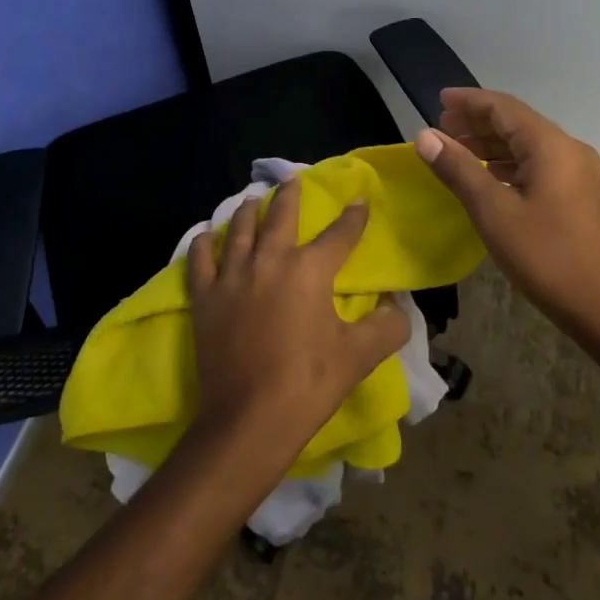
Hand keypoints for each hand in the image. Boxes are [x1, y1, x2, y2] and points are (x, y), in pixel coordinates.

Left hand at [186, 180, 408, 474]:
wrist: (249, 420)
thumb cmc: (308, 384)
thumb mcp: (359, 356)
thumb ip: (388, 325)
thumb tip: (398, 304)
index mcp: (310, 270)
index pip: (339, 234)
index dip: (353, 217)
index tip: (359, 201)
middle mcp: (270, 260)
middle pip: (282, 216)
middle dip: (290, 195)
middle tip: (293, 180)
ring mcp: (232, 276)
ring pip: (240, 229)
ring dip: (248, 210)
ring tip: (252, 199)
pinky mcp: (205, 296)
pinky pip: (201, 259)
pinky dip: (203, 242)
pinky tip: (206, 234)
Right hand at [414, 87, 599, 334]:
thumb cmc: (546, 256)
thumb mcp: (493, 212)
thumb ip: (458, 169)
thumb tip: (424, 135)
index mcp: (550, 145)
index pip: (503, 107)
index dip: (469, 101)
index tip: (438, 100)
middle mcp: (568, 149)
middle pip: (516, 122)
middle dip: (477, 122)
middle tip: (441, 127)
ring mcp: (578, 172)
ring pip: (527, 144)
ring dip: (491, 143)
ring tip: (456, 149)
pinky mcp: (580, 194)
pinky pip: (538, 163)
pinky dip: (508, 163)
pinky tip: (488, 175)